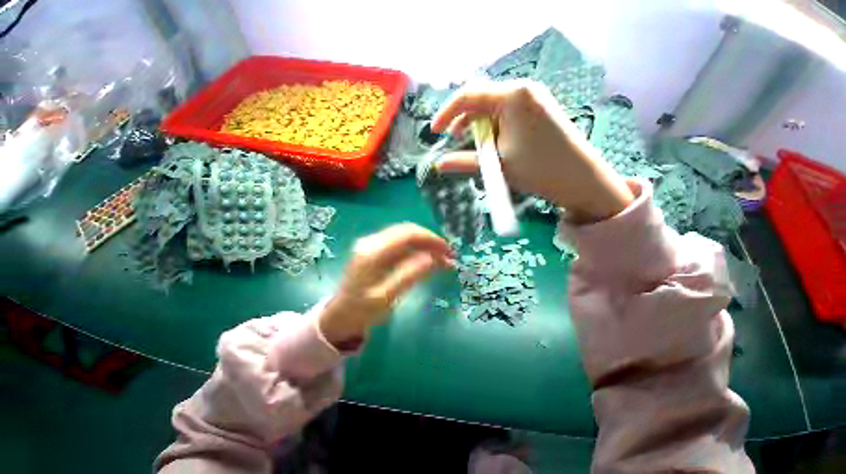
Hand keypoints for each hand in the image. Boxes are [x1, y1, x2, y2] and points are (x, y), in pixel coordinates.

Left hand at [318, 223, 453, 344]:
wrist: (339, 318)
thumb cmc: (361, 311)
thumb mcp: (386, 297)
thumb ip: (409, 275)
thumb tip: (434, 258)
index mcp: (373, 251)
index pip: (408, 234)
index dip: (432, 240)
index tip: (450, 253)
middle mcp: (371, 242)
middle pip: (407, 232)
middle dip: (431, 242)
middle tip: (450, 258)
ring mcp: (370, 246)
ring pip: (404, 237)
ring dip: (425, 246)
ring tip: (443, 262)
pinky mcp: (372, 253)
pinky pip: (398, 246)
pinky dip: (415, 251)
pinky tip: (426, 263)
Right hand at [431, 80, 633, 222]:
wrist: (586, 180)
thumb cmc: (543, 169)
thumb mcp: (500, 165)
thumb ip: (465, 162)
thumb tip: (438, 165)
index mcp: (512, 95)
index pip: (467, 95)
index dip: (447, 113)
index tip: (435, 133)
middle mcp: (523, 87)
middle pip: (482, 97)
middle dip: (466, 119)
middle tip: (456, 140)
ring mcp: (536, 95)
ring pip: (496, 104)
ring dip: (482, 123)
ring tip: (478, 146)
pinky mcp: (543, 105)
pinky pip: (511, 108)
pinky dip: (498, 123)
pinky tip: (498, 141)